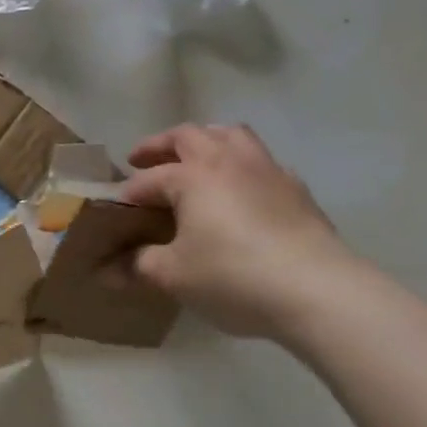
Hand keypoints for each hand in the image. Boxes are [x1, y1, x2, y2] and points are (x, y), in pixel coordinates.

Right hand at [119, 123, 360, 338]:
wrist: (319, 291)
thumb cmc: (234, 276)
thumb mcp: (174, 276)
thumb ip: (138, 266)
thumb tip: (107, 270)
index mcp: (192, 176)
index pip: (149, 179)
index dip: (128, 195)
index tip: (115, 213)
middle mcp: (226, 161)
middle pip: (187, 135)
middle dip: (159, 145)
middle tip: (142, 160)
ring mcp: (266, 171)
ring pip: (231, 134)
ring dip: (206, 139)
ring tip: (193, 157)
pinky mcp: (297, 190)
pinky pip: (262, 162)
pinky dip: (242, 165)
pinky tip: (241, 189)